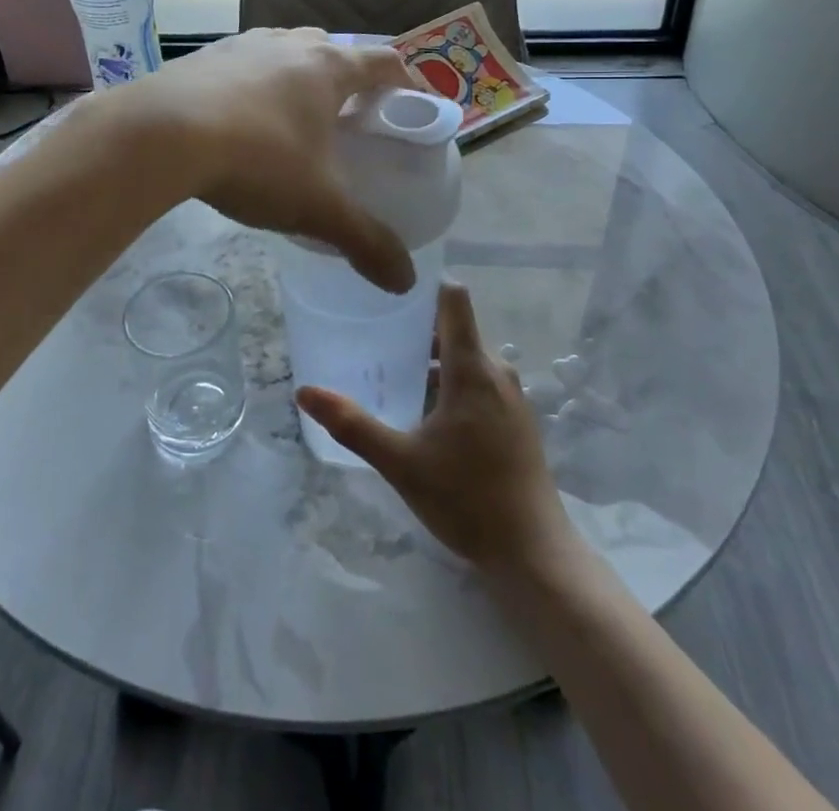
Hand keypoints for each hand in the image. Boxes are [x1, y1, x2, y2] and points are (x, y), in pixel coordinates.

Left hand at [112, 28, 417, 292]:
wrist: (158, 136)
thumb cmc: (256, 160)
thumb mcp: (318, 207)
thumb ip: (366, 241)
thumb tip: (406, 281)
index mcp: (328, 68)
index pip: (384, 61)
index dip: (405, 80)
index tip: (411, 104)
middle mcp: (289, 43)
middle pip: (333, 51)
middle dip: (348, 80)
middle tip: (350, 119)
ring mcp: (242, 44)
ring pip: (285, 51)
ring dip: (298, 77)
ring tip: (294, 120)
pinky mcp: (202, 57)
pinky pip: (242, 64)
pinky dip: (253, 85)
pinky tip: (239, 121)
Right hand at [298, 284, 573, 575]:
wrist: (533, 553)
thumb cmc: (466, 498)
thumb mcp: (400, 461)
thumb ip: (352, 424)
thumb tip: (305, 392)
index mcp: (472, 368)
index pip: (454, 299)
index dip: (425, 285)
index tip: (390, 287)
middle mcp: (497, 372)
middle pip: (456, 330)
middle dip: (417, 329)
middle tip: (376, 336)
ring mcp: (512, 397)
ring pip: (468, 359)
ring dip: (434, 361)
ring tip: (394, 375)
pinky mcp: (517, 421)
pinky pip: (481, 383)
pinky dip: (453, 384)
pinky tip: (427, 414)